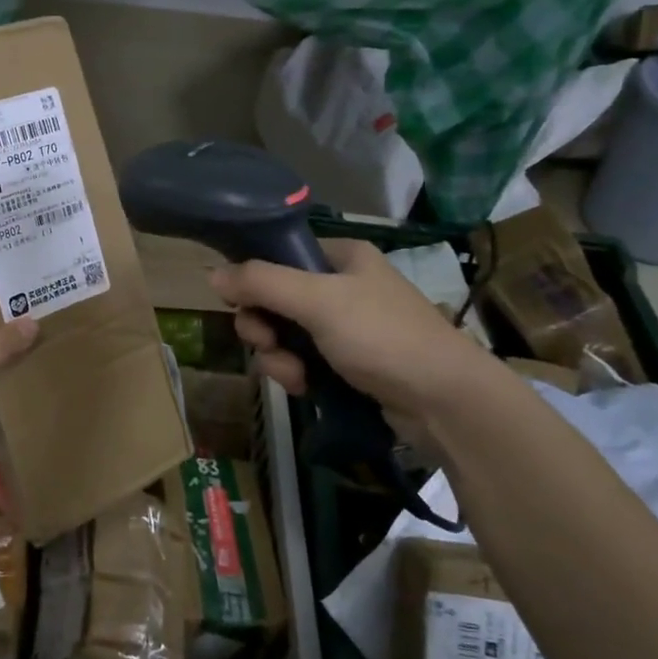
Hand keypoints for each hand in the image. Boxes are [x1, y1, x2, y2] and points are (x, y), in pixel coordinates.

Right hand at [209, 238, 488, 422]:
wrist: (445, 402)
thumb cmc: (382, 336)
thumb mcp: (318, 301)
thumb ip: (262, 283)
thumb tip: (212, 274)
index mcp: (340, 257)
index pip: (279, 257)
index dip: (255, 281)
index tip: (244, 305)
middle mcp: (342, 286)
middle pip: (275, 299)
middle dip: (264, 327)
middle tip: (266, 343)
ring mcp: (346, 327)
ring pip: (285, 335)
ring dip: (278, 356)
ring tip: (294, 377)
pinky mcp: (349, 364)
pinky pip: (304, 361)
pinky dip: (297, 374)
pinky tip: (305, 389)